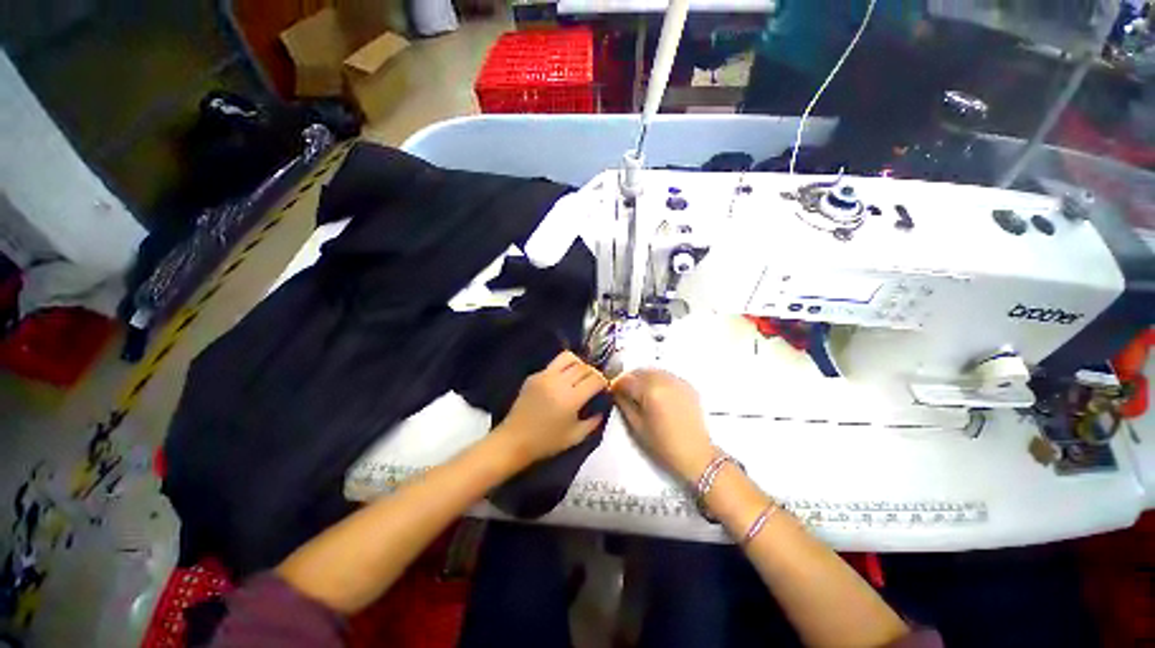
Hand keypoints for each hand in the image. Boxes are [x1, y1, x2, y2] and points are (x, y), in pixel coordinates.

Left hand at [496, 351, 607, 466]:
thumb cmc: (546, 442)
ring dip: (578, 364)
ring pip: (568, 357)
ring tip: (579, 375)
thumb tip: (601, 408)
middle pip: (584, 367)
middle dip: (593, 373)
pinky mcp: (534, 375)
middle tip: (594, 382)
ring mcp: (544, 376)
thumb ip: (593, 422)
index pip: (595, 379)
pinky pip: (553, 365)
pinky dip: (562, 369)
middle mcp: (559, 382)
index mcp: (571, 399)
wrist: (514, 440)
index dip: (603, 382)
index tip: (604, 388)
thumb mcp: (575, 437)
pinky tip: (561, 381)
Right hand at [611, 369, 713, 482]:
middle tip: (624, 392)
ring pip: (653, 371)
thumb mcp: (637, 426)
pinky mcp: (687, 385)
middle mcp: (664, 380)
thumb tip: (616, 392)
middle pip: (640, 371)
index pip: (626, 379)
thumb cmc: (663, 444)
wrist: (696, 454)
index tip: (612, 392)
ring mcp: (678, 381)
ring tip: (640, 393)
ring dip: (643, 378)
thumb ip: (623, 404)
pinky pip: (667, 376)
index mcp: (650, 390)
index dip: (616, 385)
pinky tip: (657, 394)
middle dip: (629, 379)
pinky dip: (658, 380)